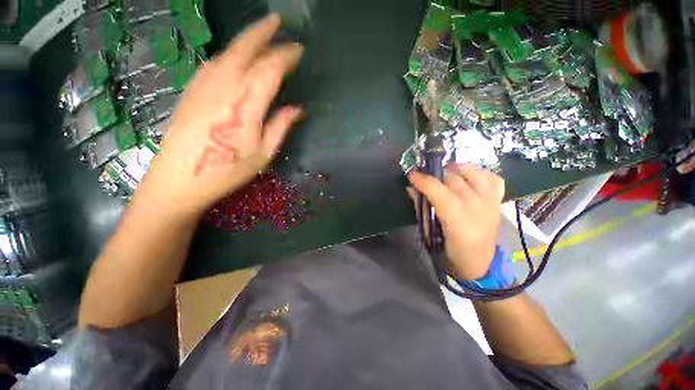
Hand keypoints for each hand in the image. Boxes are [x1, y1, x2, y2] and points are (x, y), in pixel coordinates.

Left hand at [137, 14, 303, 213]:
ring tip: (261, 35)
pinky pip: (214, 63)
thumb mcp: (263, 153)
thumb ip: (280, 127)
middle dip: (263, 32)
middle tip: (278, 21)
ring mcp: (203, 85)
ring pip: (228, 53)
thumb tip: (297, 110)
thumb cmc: (227, 171)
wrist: (180, 179)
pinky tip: (237, 57)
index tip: (298, 50)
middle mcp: (224, 87)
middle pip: (245, 49)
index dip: (285, 56)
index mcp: (246, 105)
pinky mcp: (192, 90)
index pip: (269, 69)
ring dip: (246, 40)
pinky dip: (229, 54)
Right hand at [409, 164, 504, 280]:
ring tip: (445, 173)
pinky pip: (492, 178)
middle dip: (436, 174)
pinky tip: (468, 178)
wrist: (480, 262)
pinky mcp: (498, 201)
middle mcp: (478, 208)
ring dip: (457, 169)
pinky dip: (479, 173)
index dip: (424, 181)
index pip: (440, 192)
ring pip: (475, 173)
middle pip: (455, 180)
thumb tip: (410, 188)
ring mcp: (491, 203)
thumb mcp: (430, 233)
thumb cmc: (450, 251)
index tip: (412, 176)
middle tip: (425, 177)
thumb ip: (421, 208)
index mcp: (458, 222)